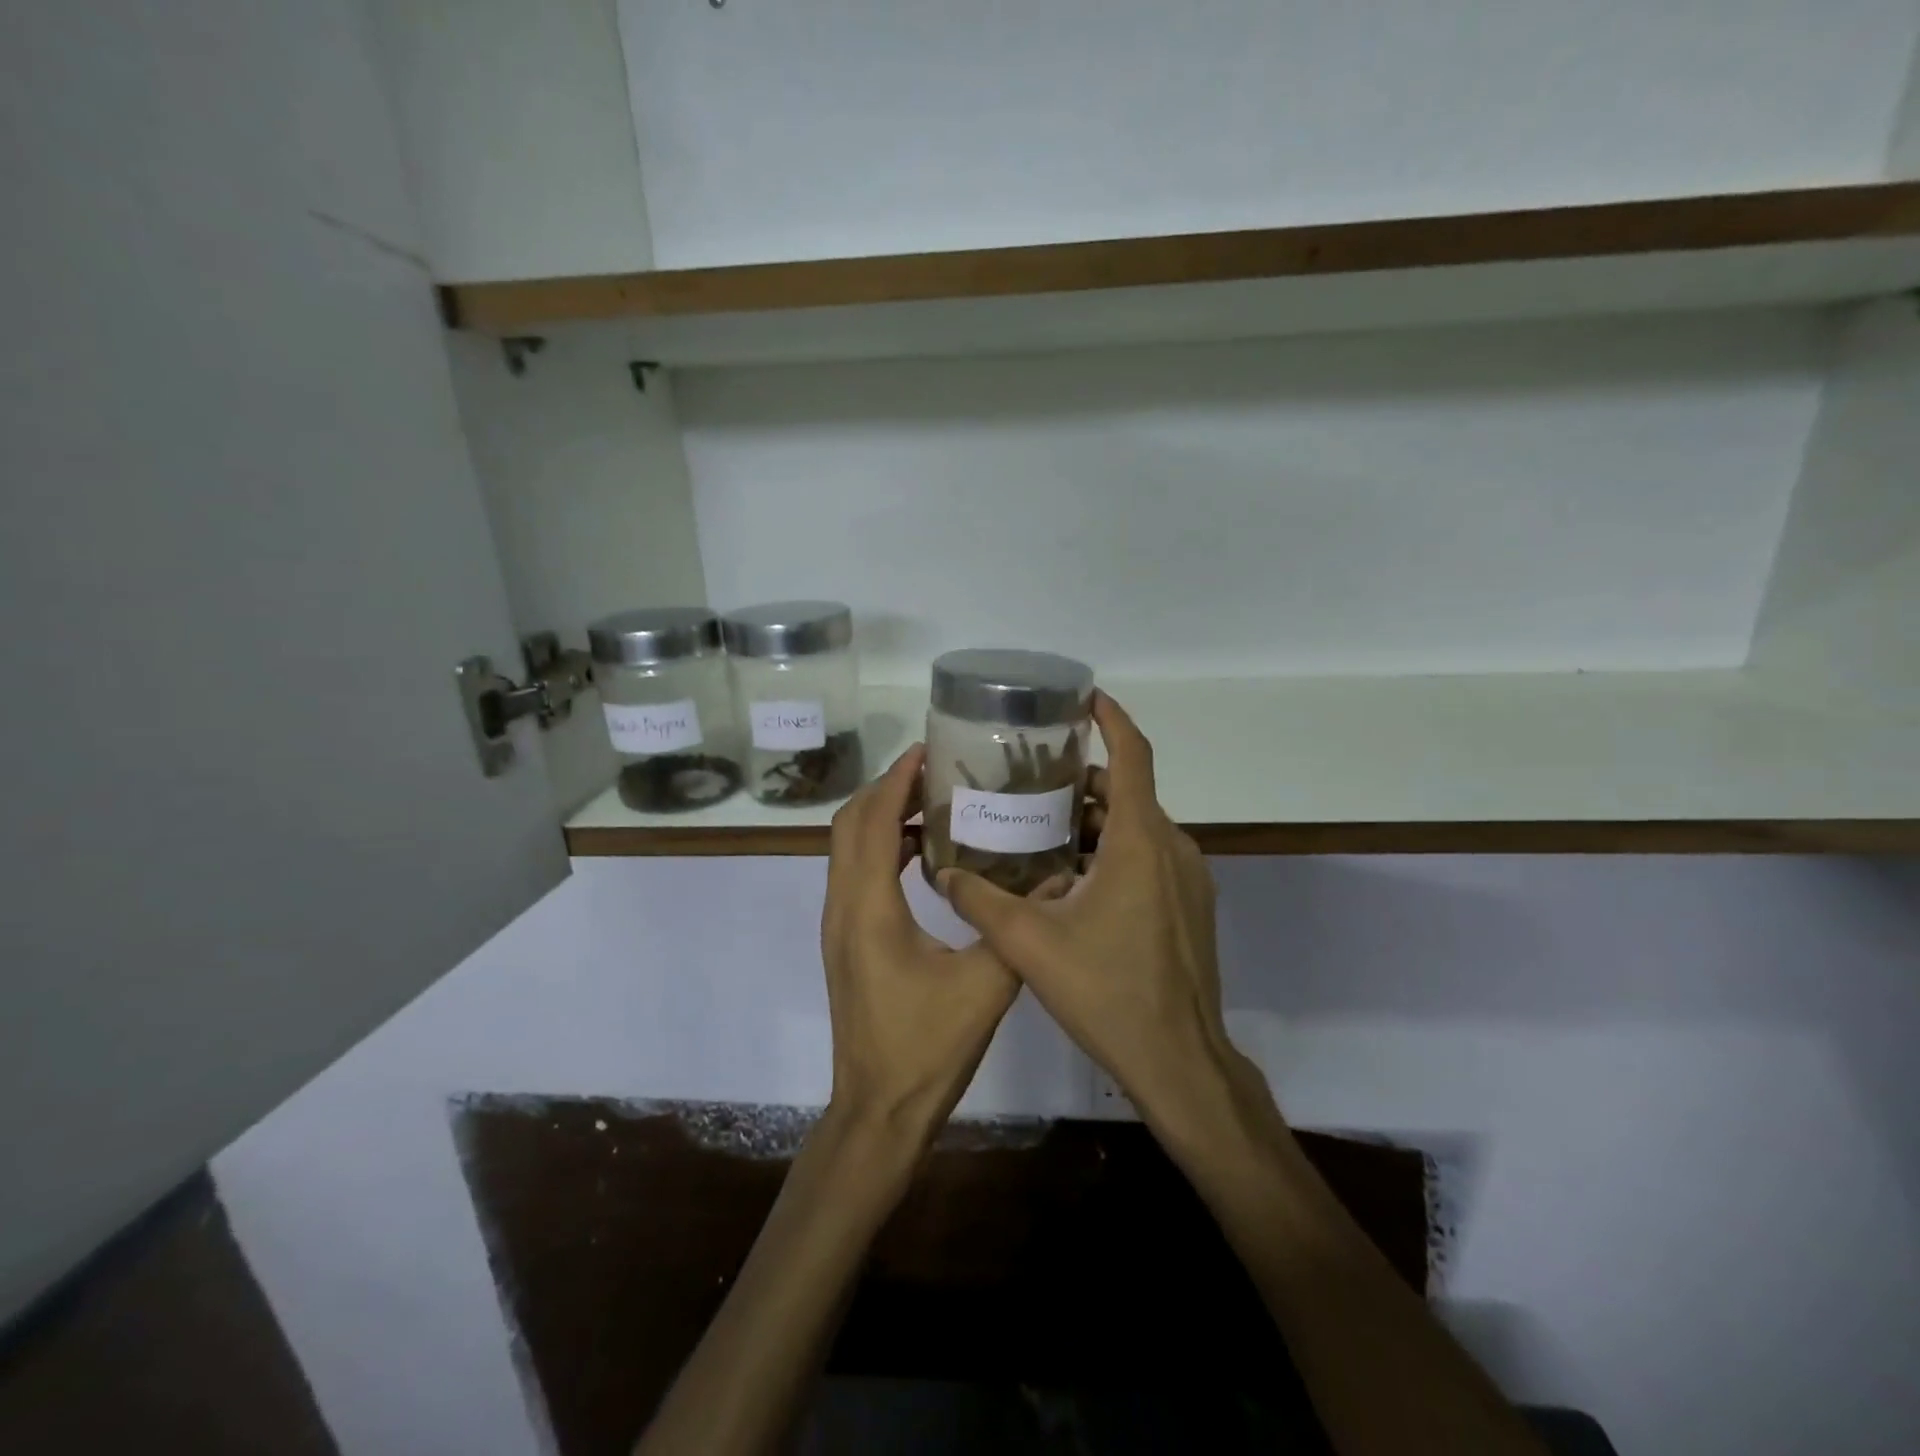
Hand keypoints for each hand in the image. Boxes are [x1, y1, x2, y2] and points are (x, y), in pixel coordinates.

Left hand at [821, 744, 1020, 1144]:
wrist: (878, 1110)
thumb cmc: (927, 1048)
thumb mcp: (986, 985)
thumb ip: (1018, 926)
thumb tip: (1059, 877)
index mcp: (869, 908)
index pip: (870, 821)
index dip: (894, 779)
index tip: (927, 750)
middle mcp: (843, 906)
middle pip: (849, 824)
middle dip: (886, 788)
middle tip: (935, 771)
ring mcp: (838, 924)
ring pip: (846, 848)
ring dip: (880, 816)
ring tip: (932, 800)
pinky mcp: (846, 940)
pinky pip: (855, 873)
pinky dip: (880, 847)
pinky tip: (922, 853)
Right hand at [937, 693, 1262, 1134]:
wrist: (1178, 1060)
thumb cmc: (1107, 991)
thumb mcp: (1028, 943)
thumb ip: (979, 901)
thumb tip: (939, 872)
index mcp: (1139, 841)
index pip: (1133, 756)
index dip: (1111, 719)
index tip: (1084, 698)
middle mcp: (1172, 848)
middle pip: (1128, 792)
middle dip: (1081, 780)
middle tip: (1029, 780)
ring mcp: (1188, 878)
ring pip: (1137, 827)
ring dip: (1093, 821)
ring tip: (1039, 828)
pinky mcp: (1190, 905)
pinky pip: (1150, 857)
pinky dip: (1113, 850)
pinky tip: (1071, 878)